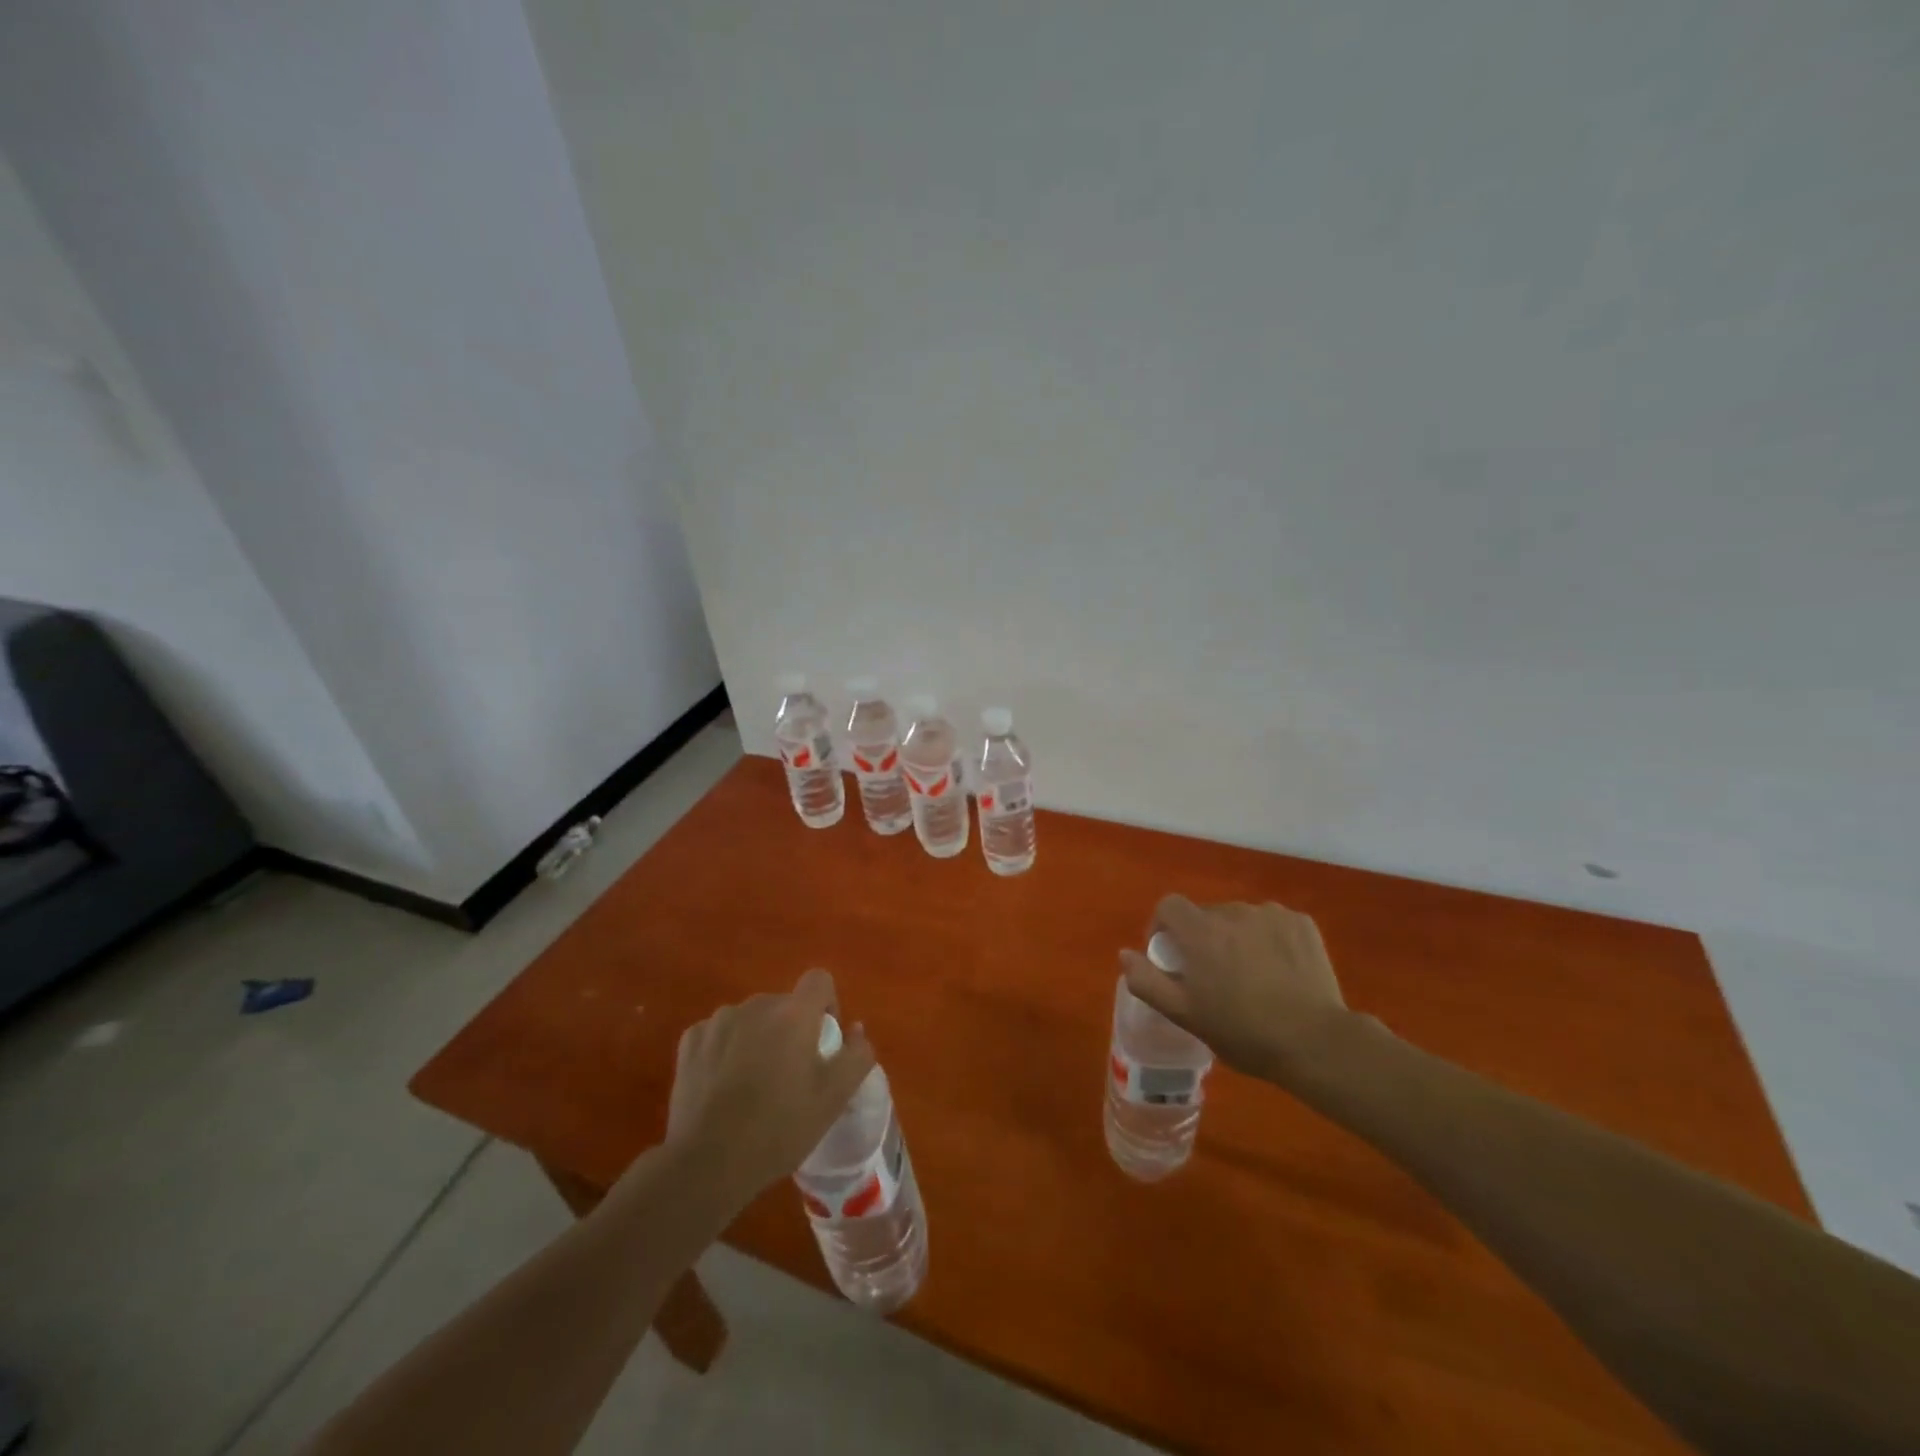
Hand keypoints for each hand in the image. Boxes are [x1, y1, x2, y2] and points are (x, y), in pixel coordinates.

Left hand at [663, 969, 876, 1199]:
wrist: (707, 1163)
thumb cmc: (779, 1128)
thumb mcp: (834, 1099)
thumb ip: (857, 1055)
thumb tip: (856, 1029)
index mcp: (794, 1013)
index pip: (820, 980)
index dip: (827, 1004)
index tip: (823, 1041)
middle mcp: (757, 1005)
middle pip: (784, 1004)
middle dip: (791, 1029)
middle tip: (789, 1075)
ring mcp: (719, 1020)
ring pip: (750, 1018)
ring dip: (757, 1038)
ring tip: (752, 1084)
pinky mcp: (690, 1041)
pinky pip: (719, 1033)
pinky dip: (726, 1050)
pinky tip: (722, 1086)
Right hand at [1120, 896, 1354, 1083]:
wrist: (1316, 1042)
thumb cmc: (1243, 1032)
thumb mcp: (1185, 1015)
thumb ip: (1147, 981)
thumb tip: (1124, 954)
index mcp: (1200, 931)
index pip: (1168, 906)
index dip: (1163, 927)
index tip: (1172, 958)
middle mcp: (1233, 911)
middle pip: (1206, 914)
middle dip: (1203, 938)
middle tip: (1215, 977)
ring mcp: (1271, 914)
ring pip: (1240, 919)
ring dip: (1236, 938)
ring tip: (1251, 976)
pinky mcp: (1301, 923)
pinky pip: (1273, 923)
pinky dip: (1269, 940)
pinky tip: (1280, 971)